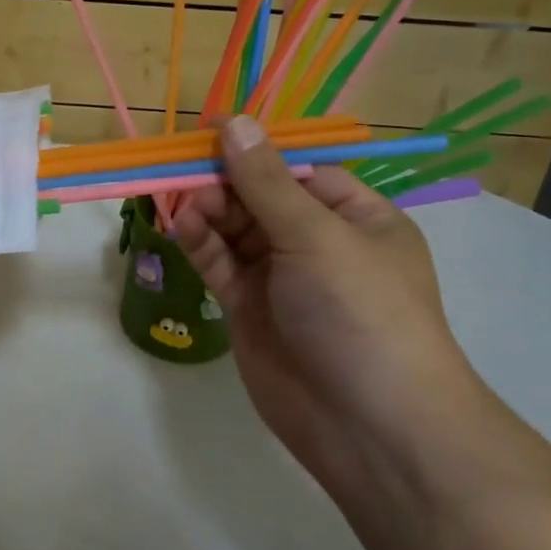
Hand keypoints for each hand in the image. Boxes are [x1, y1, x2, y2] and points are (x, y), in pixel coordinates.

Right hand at [172, 116, 479, 471]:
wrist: (369, 427)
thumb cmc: (361, 313)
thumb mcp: (317, 236)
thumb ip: (266, 181)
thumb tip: (234, 122)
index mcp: (355, 217)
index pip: (297, 168)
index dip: (254, 149)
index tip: (207, 131)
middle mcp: (317, 242)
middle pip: (259, 196)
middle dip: (224, 181)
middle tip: (186, 174)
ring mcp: (281, 278)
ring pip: (234, 228)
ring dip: (208, 210)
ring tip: (183, 203)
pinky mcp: (249, 309)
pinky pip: (220, 264)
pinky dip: (200, 242)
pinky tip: (181, 226)